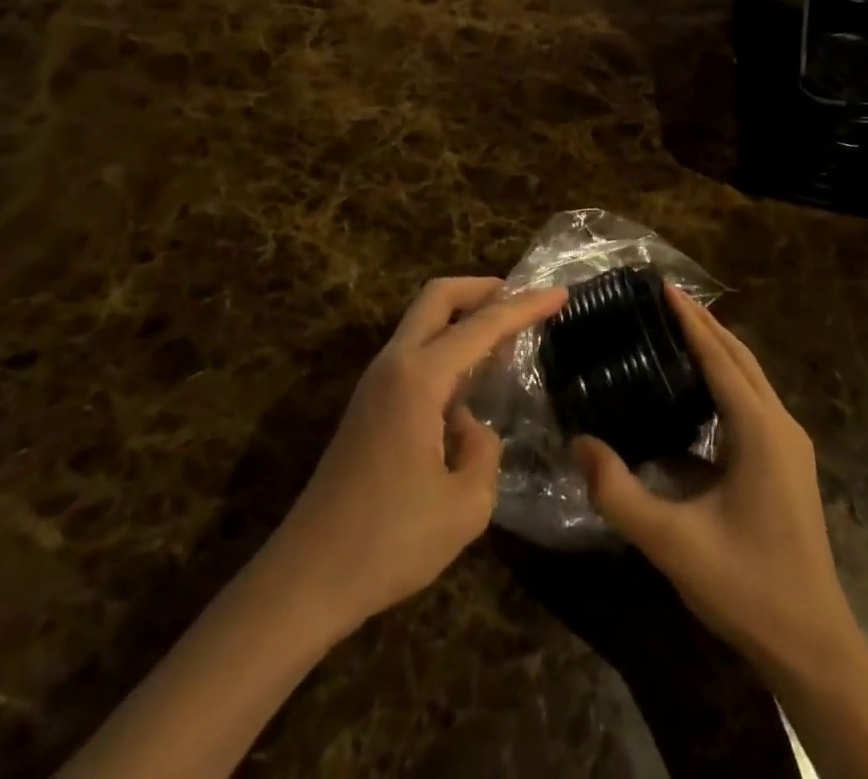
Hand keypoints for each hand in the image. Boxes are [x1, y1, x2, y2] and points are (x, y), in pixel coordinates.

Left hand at [270, 277, 565, 635]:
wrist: (306, 578)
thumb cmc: (389, 542)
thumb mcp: (465, 506)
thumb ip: (484, 452)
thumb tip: (470, 428)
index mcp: (418, 378)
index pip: (482, 326)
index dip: (525, 306)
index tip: (560, 293)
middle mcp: (394, 366)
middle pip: (437, 297)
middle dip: (483, 288)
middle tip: (522, 299)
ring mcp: (375, 383)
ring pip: (422, 322)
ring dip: (463, 317)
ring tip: (504, 336)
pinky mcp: (368, 406)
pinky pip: (414, 352)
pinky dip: (447, 345)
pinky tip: (470, 379)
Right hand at [573, 287, 855, 671]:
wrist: (813, 647)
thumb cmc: (746, 587)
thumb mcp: (672, 543)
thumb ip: (619, 493)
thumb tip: (579, 443)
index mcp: (759, 430)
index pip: (720, 356)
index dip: (690, 319)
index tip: (662, 286)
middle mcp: (780, 425)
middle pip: (740, 357)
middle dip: (704, 323)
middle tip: (664, 297)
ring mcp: (790, 445)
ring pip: (751, 377)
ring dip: (718, 348)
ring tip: (677, 329)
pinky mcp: (788, 464)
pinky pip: (753, 402)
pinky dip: (726, 379)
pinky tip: (698, 391)